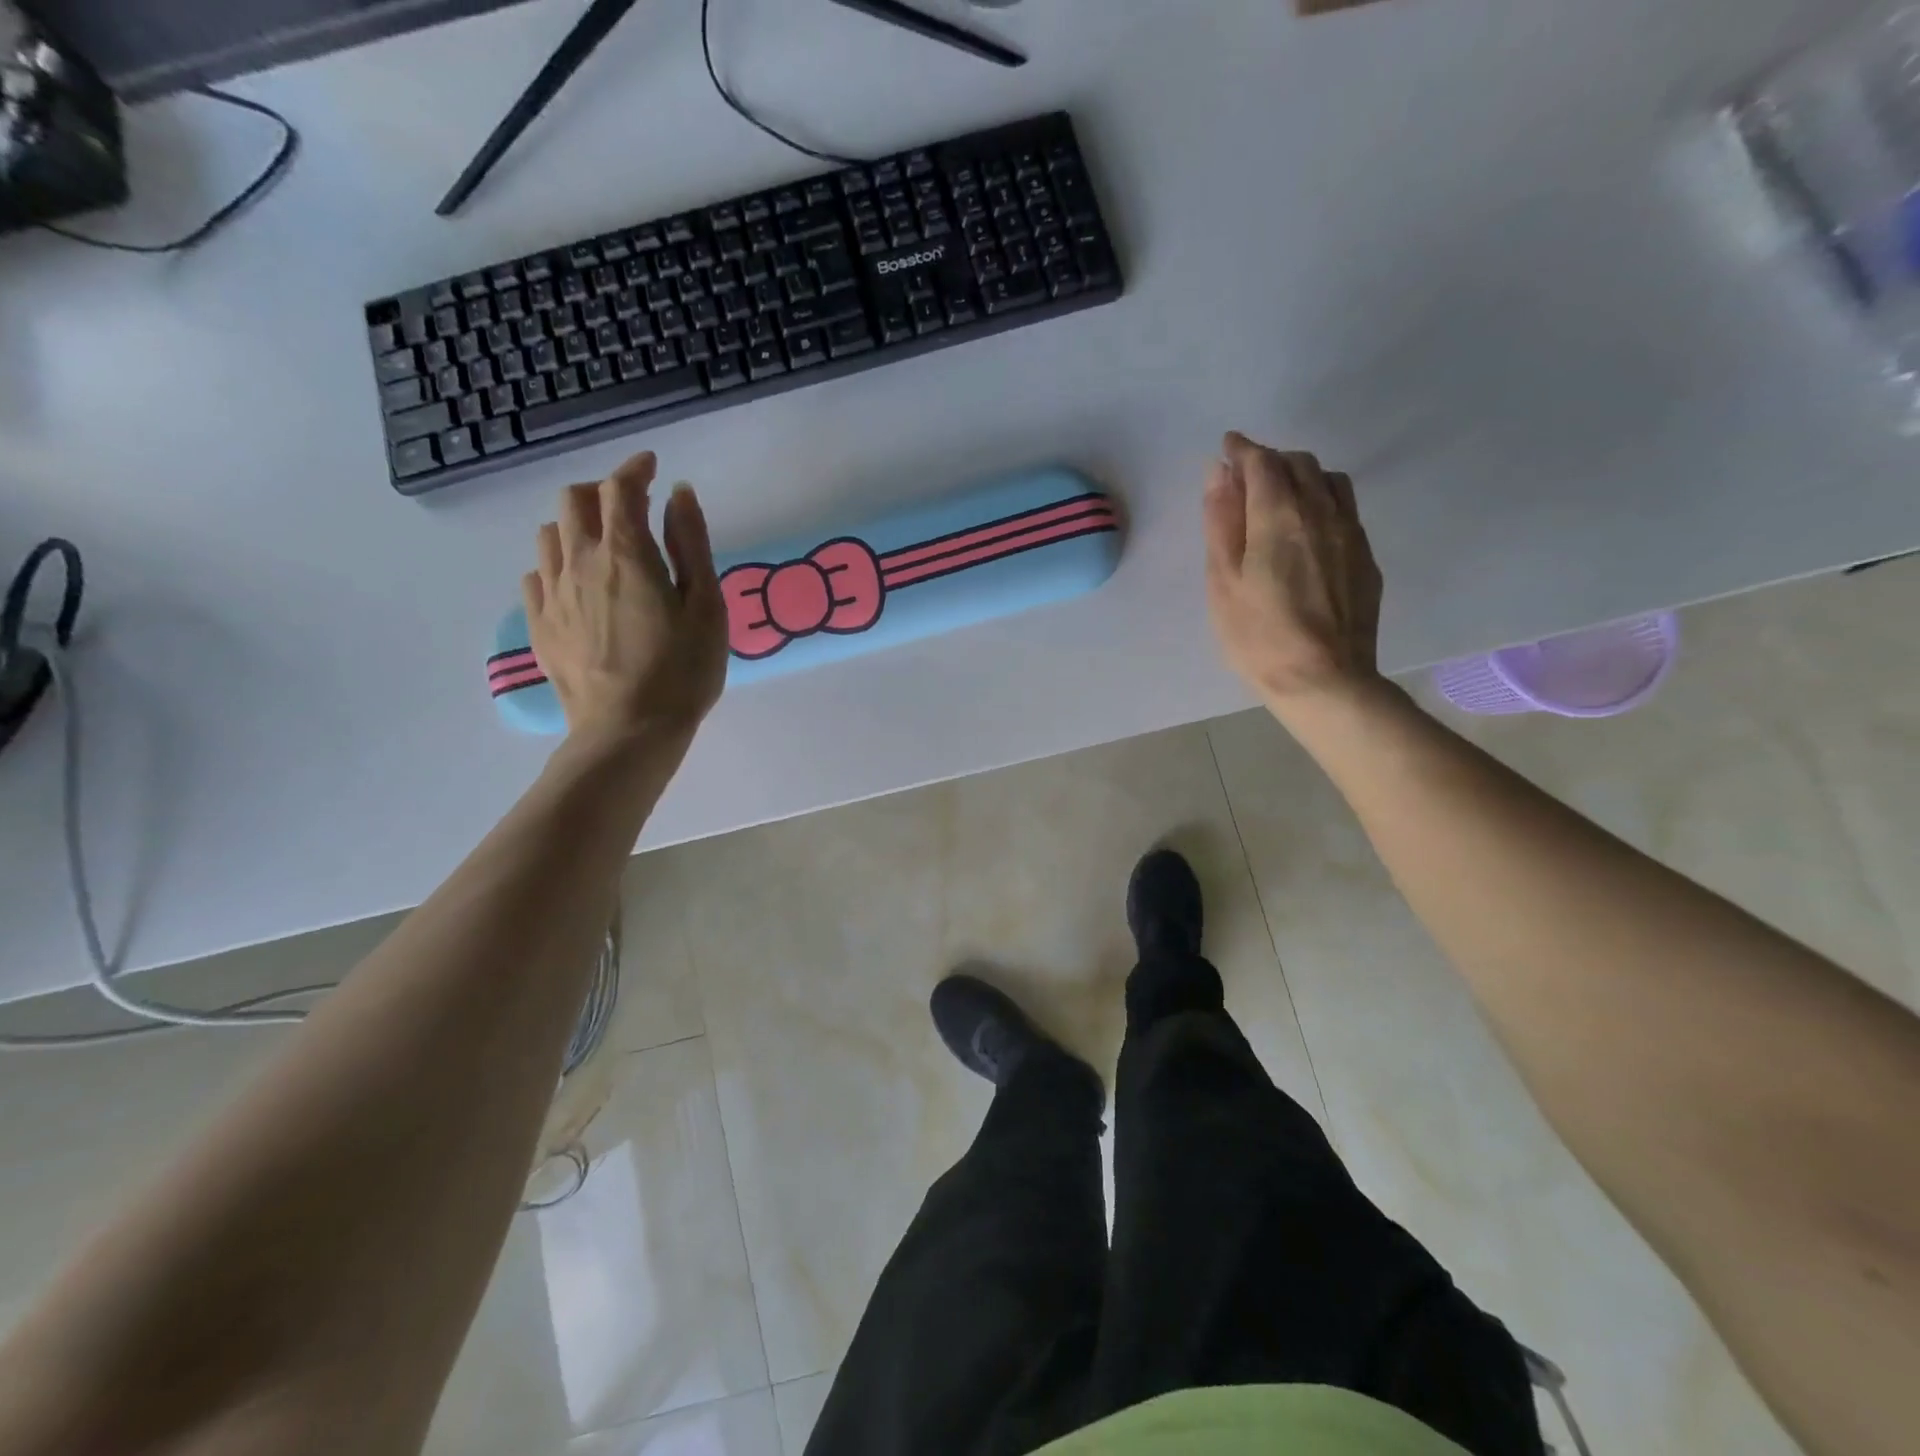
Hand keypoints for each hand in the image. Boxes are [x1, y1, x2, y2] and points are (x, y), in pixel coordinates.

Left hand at [524, 451, 728, 742]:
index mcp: (626, 554)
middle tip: (630, 507)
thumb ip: (692, 545)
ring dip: (576, 525)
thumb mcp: (706, 607)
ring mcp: (553, 594)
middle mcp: (580, 562)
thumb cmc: (683, 671)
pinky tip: (577, 584)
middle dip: (602, 491)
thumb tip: (679, 494)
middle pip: (574, 500)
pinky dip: (556, 564)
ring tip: (603, 546)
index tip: (652, 466)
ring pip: (550, 534)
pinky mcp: (540, 625)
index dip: (635, 468)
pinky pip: (536, 574)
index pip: (620, 488)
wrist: (629, 731)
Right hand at [1203, 432, 1383, 714]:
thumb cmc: (1257, 636)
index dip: (1242, 449)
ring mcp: (1350, 533)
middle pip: (1299, 464)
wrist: (1324, 679)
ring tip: (1278, 494)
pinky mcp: (1365, 557)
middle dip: (1269, 459)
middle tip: (1245, 476)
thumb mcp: (1222, 581)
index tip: (1226, 447)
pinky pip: (1345, 507)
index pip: (1262, 462)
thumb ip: (1221, 521)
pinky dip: (1321, 498)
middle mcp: (1321, 512)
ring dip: (1300, 474)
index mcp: (1279, 515)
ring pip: (1328, 480)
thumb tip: (1219, 472)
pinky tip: (1308, 525)